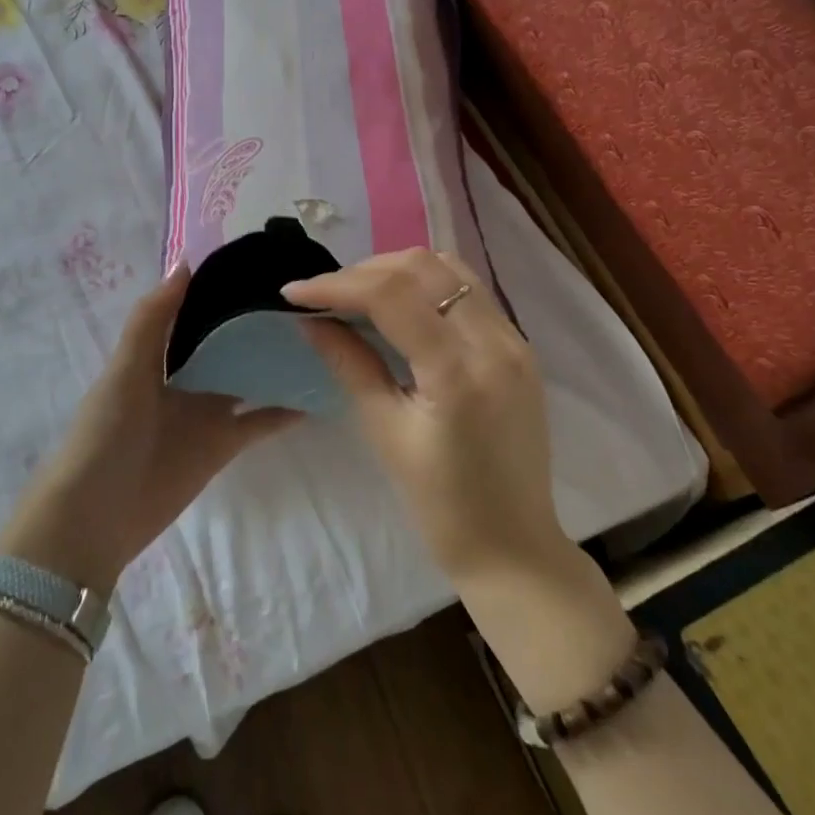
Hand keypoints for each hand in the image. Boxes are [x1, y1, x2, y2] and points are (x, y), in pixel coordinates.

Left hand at [0, 264, 297, 594]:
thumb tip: (186, 262)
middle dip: (254, 321)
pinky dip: (285, 410)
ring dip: (275, 361)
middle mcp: (184, 376)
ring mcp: (206, 411)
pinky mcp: (222, 445)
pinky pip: (259, 421)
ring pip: (248, 377)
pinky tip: (318, 394)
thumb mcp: (126, 368)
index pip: (193, 310)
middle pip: (225, 342)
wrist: (97, 515)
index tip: (258, 261)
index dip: (219, 288)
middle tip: (303, 295)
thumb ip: (152, 318)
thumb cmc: (106, 432)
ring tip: (321, 336)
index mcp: (157, 352)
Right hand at [286, 249, 633, 704]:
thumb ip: (349, 363)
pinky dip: (427, 284)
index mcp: (458, 373)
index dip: (337, 285)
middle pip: (423, 267)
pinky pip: (469, 290)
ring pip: (449, 268)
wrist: (514, 547)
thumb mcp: (384, 432)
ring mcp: (515, 340)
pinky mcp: (519, 346)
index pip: (391, 296)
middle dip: (365, 271)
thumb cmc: (441, 505)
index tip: (294, 291)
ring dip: (398, 270)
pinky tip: (400, 305)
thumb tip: (310, 319)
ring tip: (359, 293)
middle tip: (326, 295)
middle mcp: (494, 342)